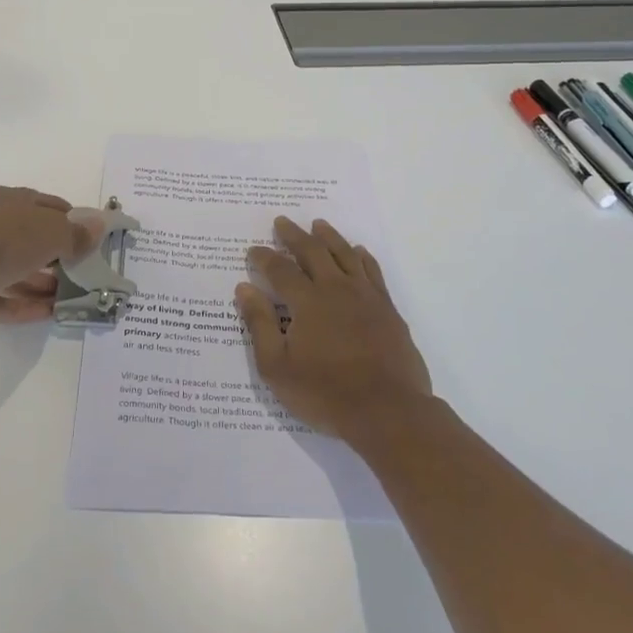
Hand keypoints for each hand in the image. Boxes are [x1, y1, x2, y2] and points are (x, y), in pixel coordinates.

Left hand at [0, 186, 105, 322]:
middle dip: (56, 255)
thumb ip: (76, 233)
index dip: (70, 220)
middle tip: (82, 272)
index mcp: (6, 199)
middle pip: (29, 238)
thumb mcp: (51, 231)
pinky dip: (24, 305)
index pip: (45, 205)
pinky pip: (1, 297)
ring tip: (70, 297)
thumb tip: (99, 227)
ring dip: (42, 283)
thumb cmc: (4, 239)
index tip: (90, 239)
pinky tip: (49, 314)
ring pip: (14, 269)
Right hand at [236, 217, 432, 439]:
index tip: (253, 250)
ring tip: (318, 224)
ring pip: (345, 254)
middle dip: (294, 236)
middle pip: (313, 252)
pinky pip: (373, 271)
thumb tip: (244, 288)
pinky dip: (363, 257)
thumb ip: (259, 324)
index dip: (264, 257)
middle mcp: (336, 289)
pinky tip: (358, 251)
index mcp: (307, 301)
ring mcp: (366, 296)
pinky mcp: (387, 309)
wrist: (388, 411)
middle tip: (282, 222)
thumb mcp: (277, 366)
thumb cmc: (326, 392)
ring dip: (329, 237)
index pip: (280, 269)